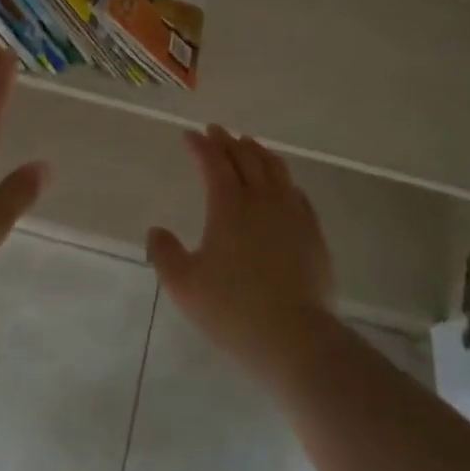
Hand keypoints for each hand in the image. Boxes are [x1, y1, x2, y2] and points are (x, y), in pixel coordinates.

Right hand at [147, 126, 336, 376]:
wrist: (295, 338)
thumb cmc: (233, 310)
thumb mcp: (184, 286)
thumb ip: (165, 254)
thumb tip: (157, 231)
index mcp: (228, 206)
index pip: (213, 162)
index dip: (200, 145)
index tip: (189, 135)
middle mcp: (262, 199)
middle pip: (245, 157)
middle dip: (227, 141)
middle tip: (216, 132)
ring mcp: (292, 214)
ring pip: (275, 169)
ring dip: (258, 152)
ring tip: (248, 145)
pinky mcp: (313, 232)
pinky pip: (297, 192)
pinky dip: (283, 178)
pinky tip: (282, 184)